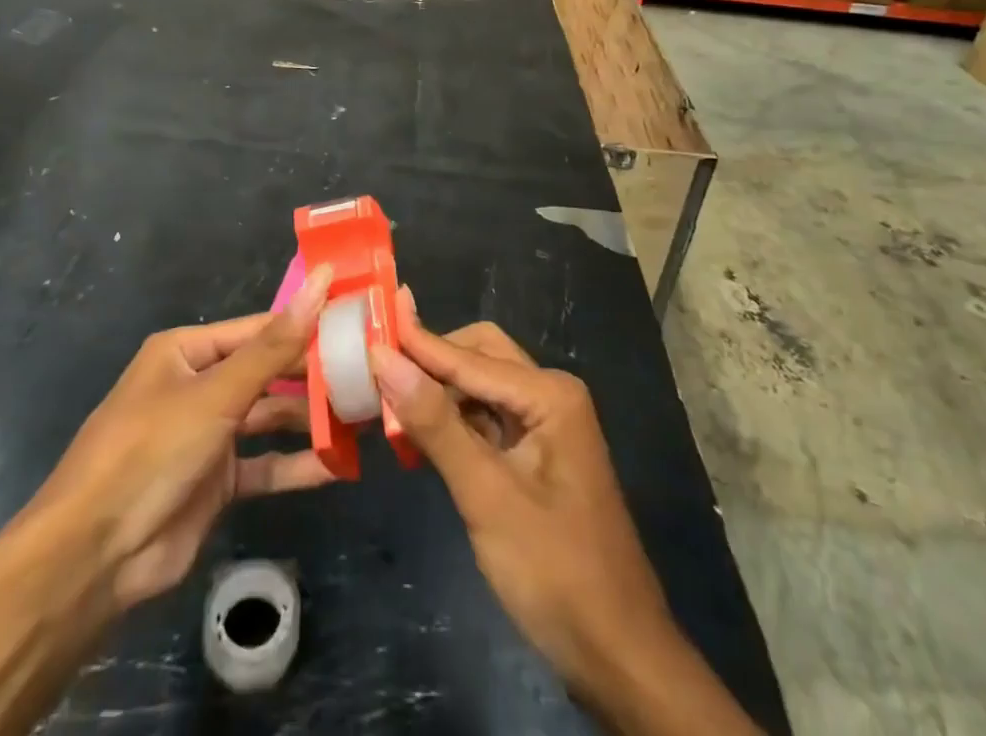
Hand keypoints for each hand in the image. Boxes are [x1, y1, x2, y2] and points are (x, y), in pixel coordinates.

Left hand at [34, 264, 336, 611]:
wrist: (93, 558)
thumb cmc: (151, 450)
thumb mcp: (216, 393)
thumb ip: (274, 346)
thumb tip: (322, 282)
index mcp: (188, 350)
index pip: (260, 328)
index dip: (306, 323)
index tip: (356, 320)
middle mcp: (199, 385)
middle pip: (267, 372)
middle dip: (313, 374)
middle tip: (370, 371)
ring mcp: (208, 435)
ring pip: (269, 418)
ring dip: (310, 419)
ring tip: (364, 415)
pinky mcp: (216, 482)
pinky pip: (264, 465)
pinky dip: (296, 465)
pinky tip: (338, 465)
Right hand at [370, 296, 689, 711]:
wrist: (619, 656)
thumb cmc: (555, 572)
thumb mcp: (487, 496)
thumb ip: (435, 424)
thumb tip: (384, 357)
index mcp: (549, 394)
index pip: (468, 357)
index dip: (415, 345)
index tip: (366, 328)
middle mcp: (550, 395)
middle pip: (478, 357)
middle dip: (430, 361)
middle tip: (376, 367)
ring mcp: (545, 425)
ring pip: (480, 386)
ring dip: (438, 391)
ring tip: (385, 396)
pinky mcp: (536, 455)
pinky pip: (486, 419)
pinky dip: (452, 421)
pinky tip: (418, 433)